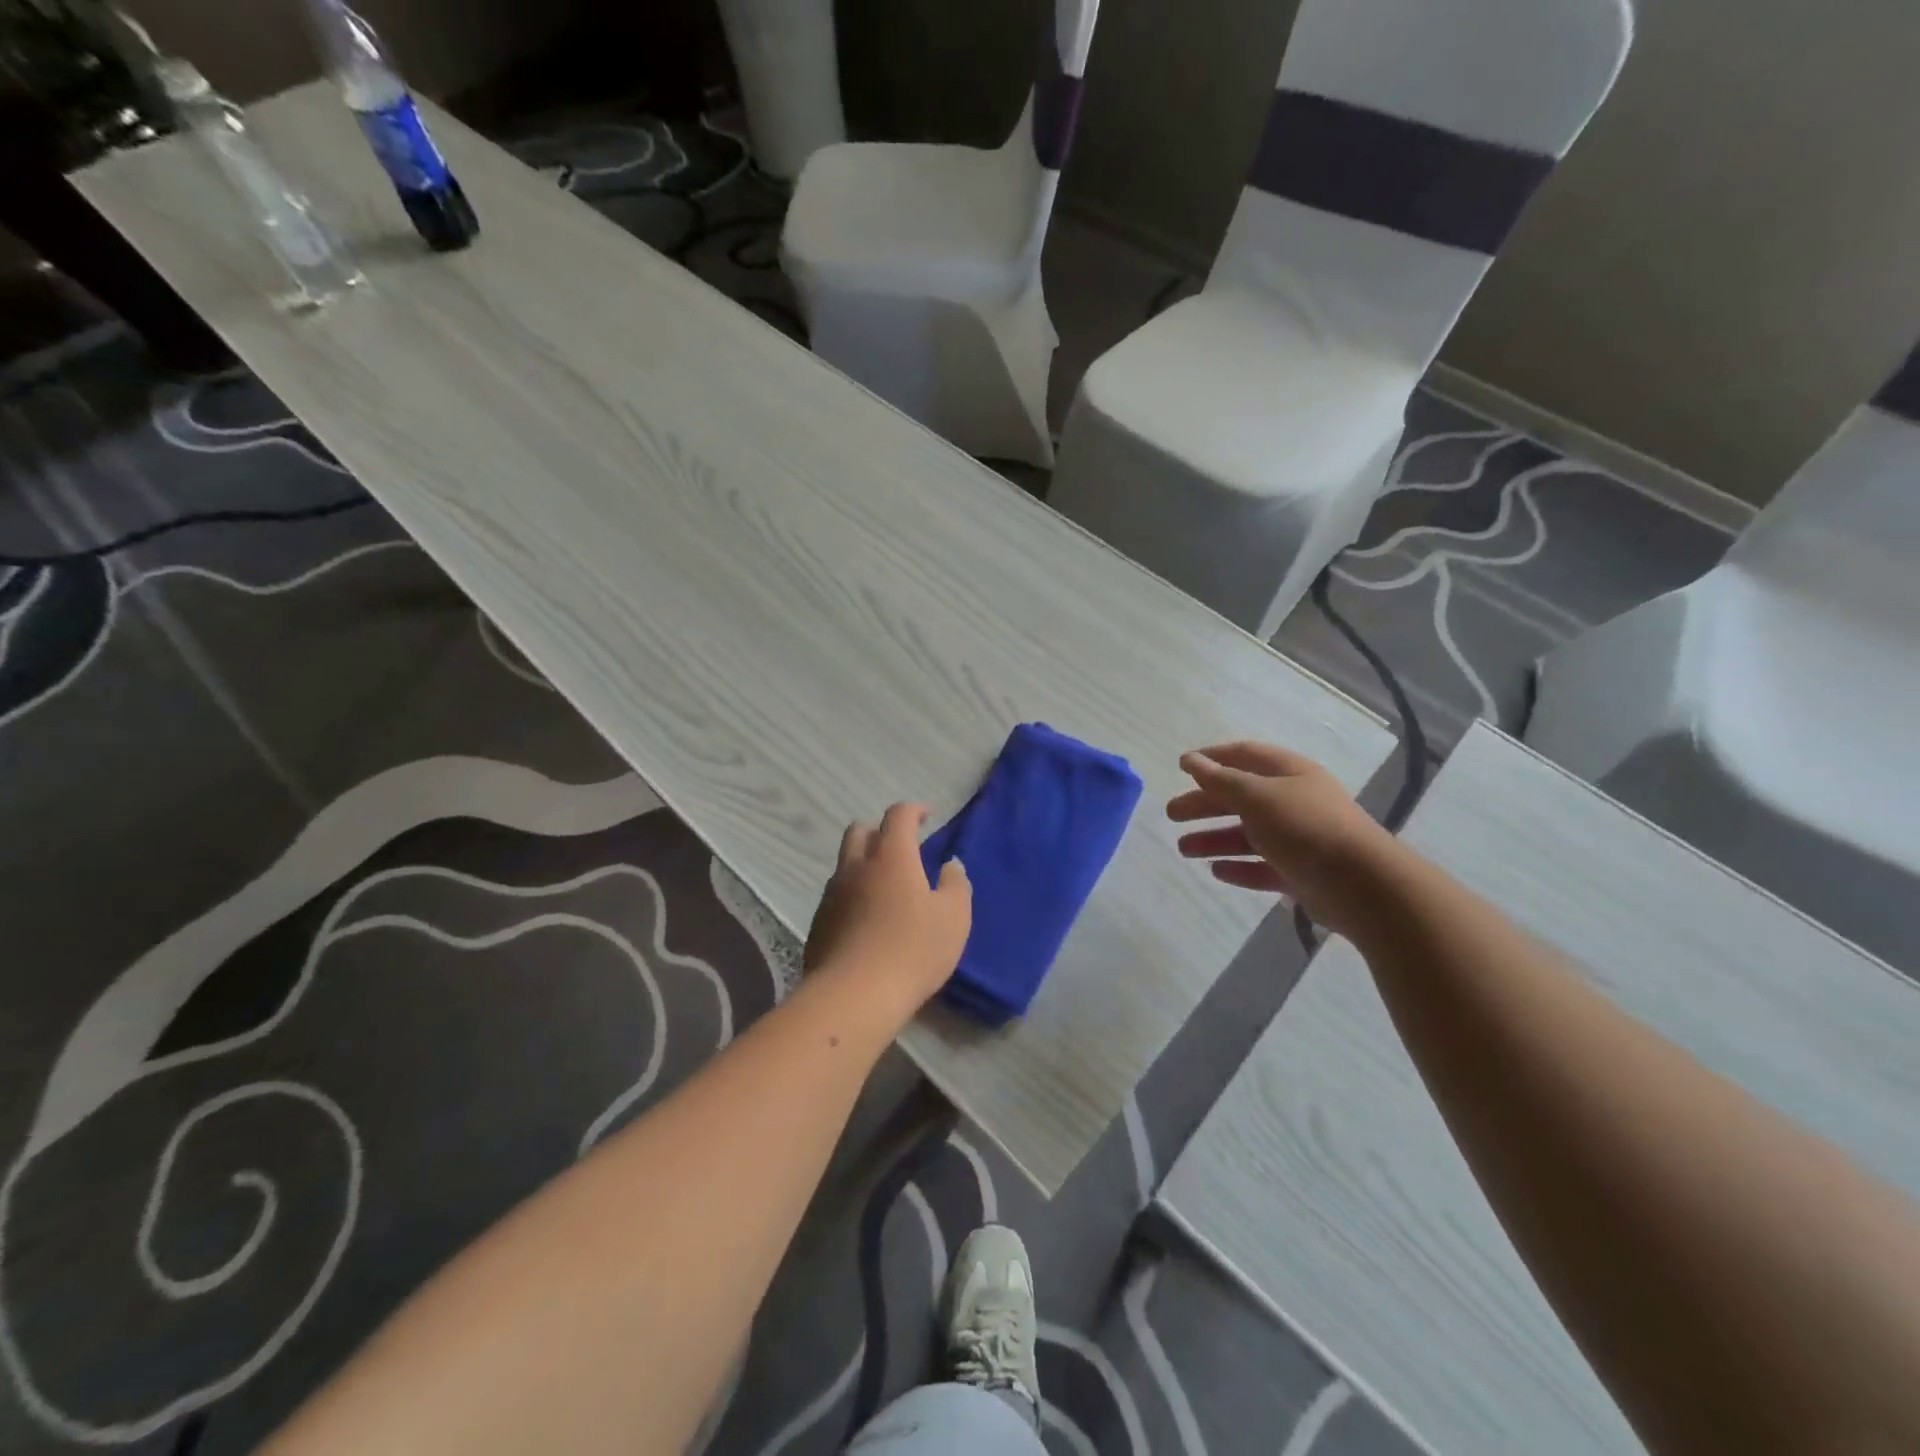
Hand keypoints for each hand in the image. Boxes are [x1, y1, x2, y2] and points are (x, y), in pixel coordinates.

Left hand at [806, 803, 971, 1018]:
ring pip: (845, 863)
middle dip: (880, 830)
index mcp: (891, 856)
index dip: (913, 810)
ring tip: (884, 886)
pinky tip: (866, 919)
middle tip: (901, 848)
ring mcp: (832, 893)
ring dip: (863, 863)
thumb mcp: (953, 918)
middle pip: (860, 830)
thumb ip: (956, 885)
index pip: (898, 815)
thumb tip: (950, 866)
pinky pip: (836, 894)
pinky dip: (852, 894)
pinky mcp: (819, 922)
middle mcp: (856, 866)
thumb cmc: (913, 950)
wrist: (854, 995)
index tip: (926, 816)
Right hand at [1169, 742, 1398, 938]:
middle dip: (1204, 804)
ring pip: (1248, 834)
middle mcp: (1294, 801)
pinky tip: (1215, 871)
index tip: (1180, 767)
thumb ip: (1220, 780)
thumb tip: (1191, 761)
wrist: (1362, 885)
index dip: (1212, 759)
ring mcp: (1299, 839)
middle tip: (1171, 814)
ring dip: (1214, 838)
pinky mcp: (1301, 873)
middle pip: (1241, 797)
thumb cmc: (1305, 827)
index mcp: (1289, 773)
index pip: (1245, 756)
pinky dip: (1238, 867)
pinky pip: (1262, 866)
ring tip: (1183, 849)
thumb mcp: (1256, 796)